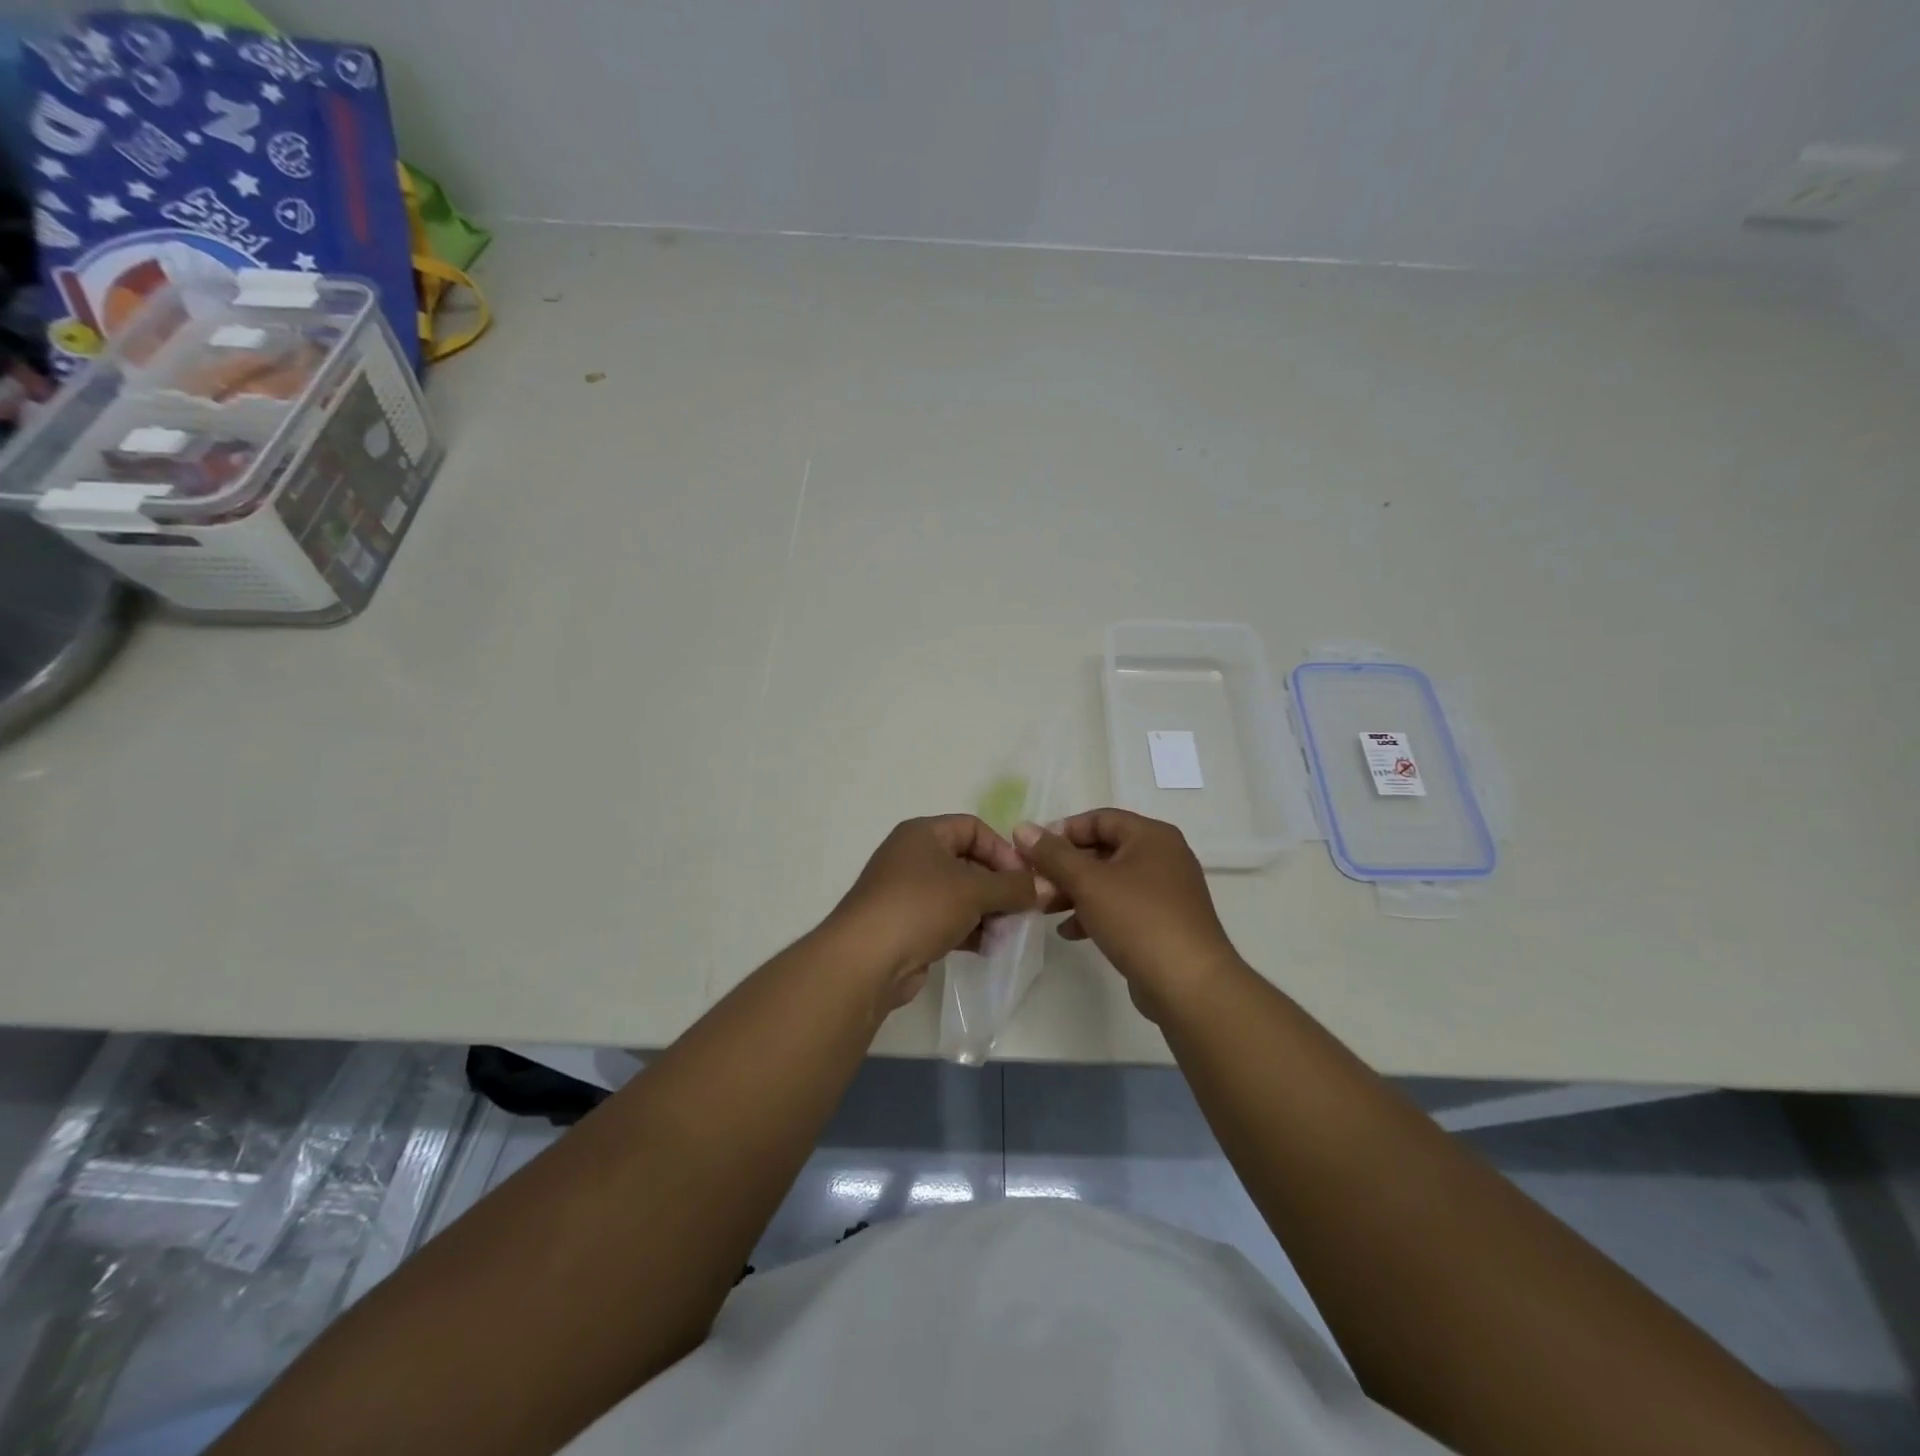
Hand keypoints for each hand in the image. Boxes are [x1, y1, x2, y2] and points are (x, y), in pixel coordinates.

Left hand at [830, 815, 1039, 1009]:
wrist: (866, 960)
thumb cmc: (920, 907)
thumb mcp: (974, 891)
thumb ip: (1014, 887)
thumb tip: (1047, 887)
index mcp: (923, 834)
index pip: (973, 828)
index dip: (1003, 850)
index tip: (1025, 879)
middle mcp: (913, 857)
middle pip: (968, 862)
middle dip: (999, 886)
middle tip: (1024, 910)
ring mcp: (907, 893)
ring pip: (960, 895)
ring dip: (988, 911)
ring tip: (1008, 933)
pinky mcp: (907, 926)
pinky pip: (947, 920)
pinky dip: (969, 930)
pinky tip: (988, 947)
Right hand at [1013, 810, 1244, 1019]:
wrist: (1189, 985)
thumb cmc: (1139, 920)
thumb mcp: (1088, 883)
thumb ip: (1053, 855)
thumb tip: (1022, 828)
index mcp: (1151, 836)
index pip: (1099, 818)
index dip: (1063, 831)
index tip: (1032, 851)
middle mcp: (1163, 857)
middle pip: (1104, 849)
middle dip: (1065, 866)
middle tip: (1034, 882)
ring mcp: (1166, 891)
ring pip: (1110, 881)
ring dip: (1075, 891)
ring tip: (1044, 908)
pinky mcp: (1163, 922)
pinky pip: (1122, 907)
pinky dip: (1095, 913)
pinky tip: (1070, 931)